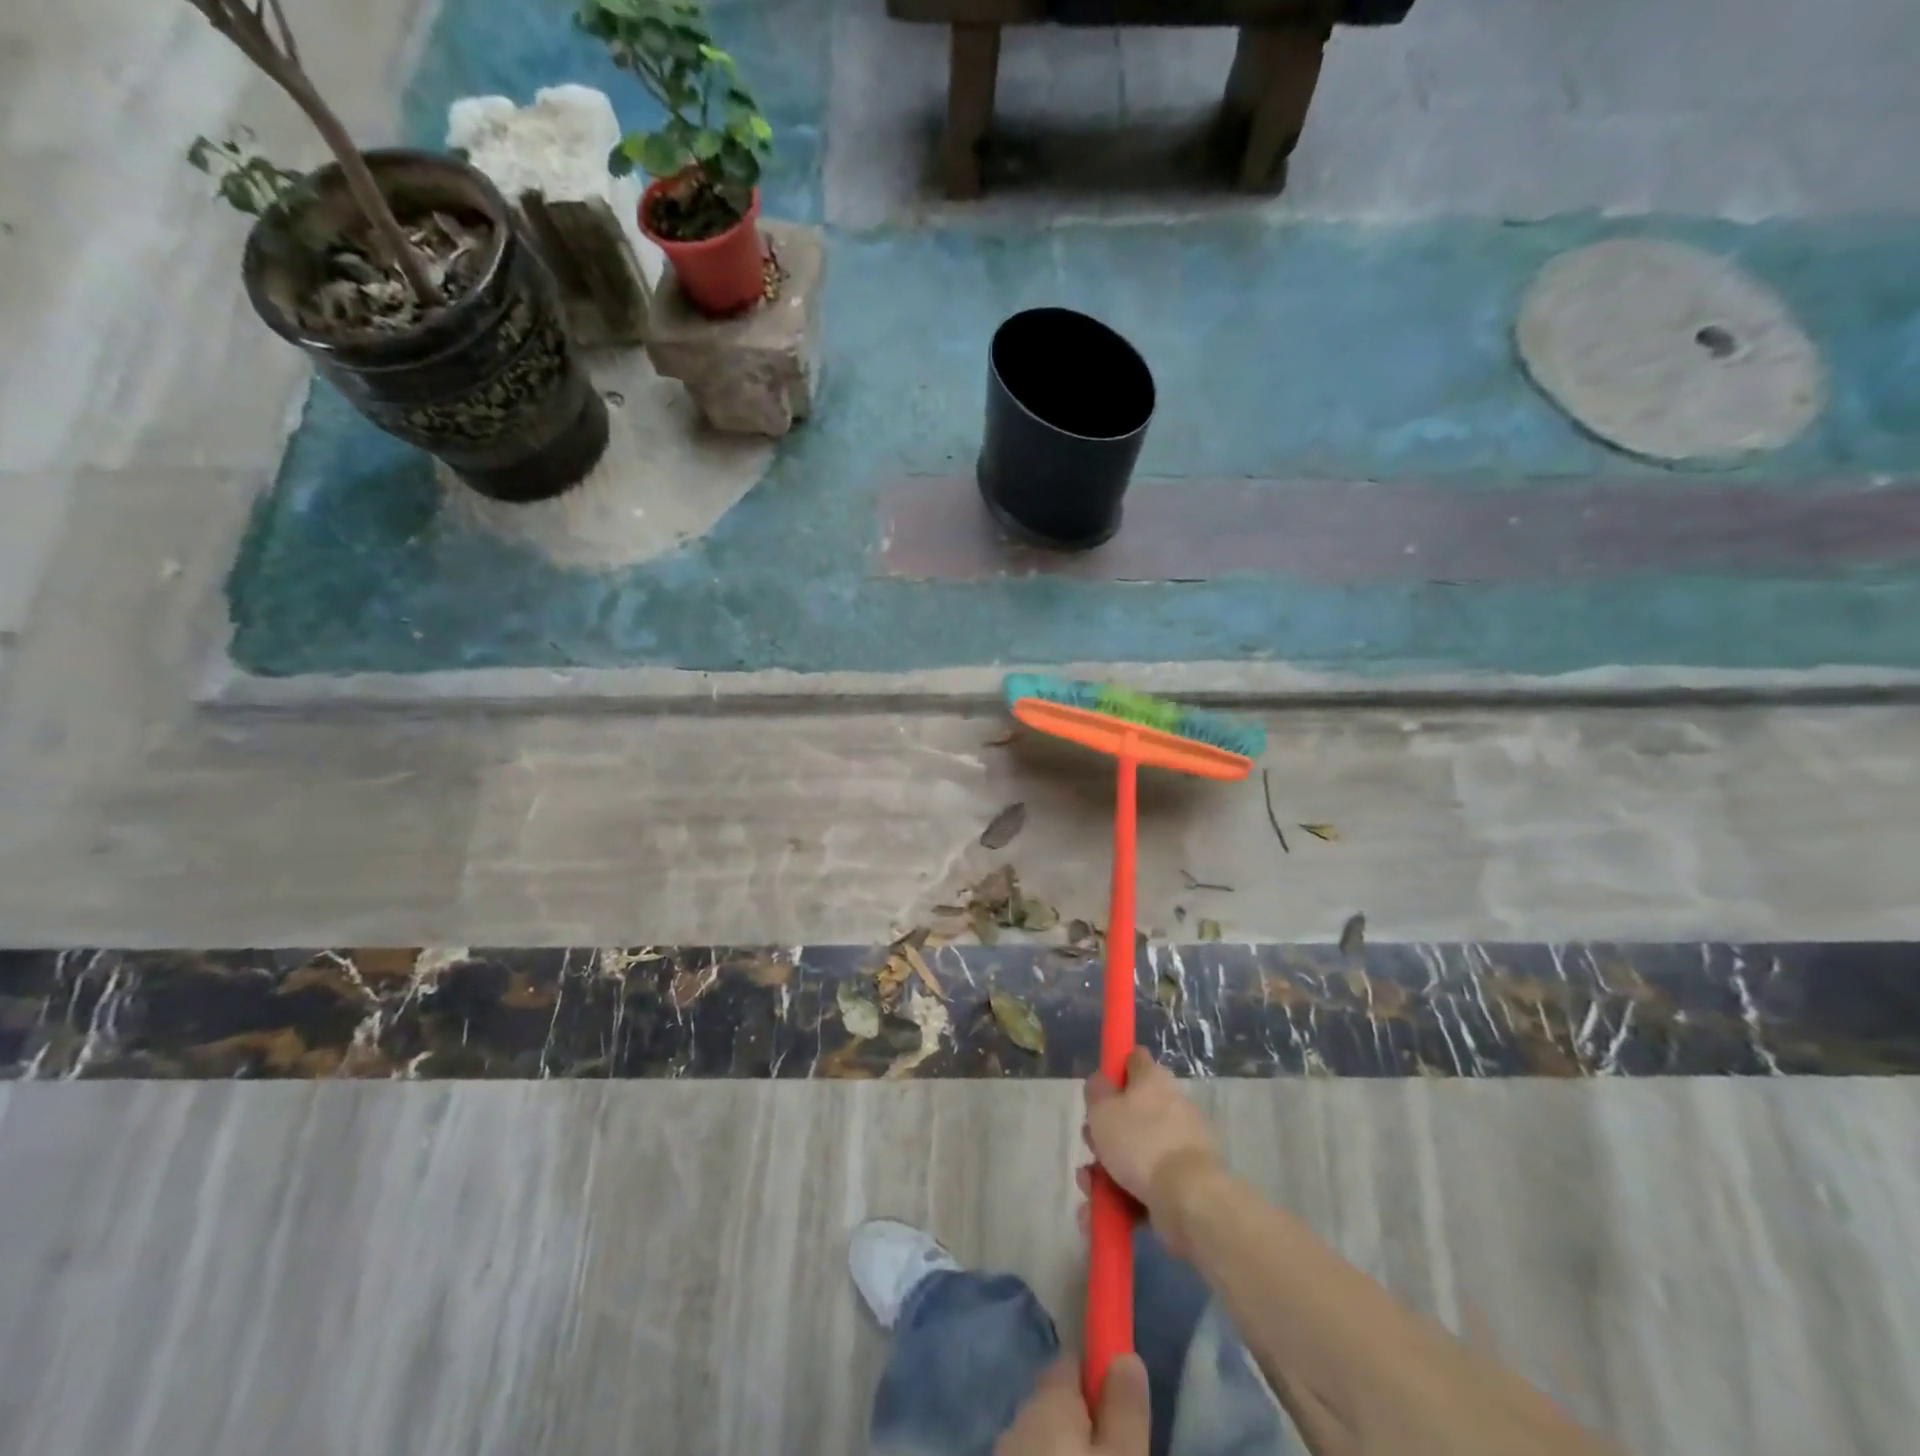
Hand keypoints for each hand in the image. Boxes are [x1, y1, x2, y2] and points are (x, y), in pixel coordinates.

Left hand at [995, 1355, 1149, 1455]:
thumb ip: (1125, 1410)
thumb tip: (1125, 1355)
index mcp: (1047, 1398)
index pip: (1072, 1361)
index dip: (1098, 1373)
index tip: (1121, 1396)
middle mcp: (1018, 1416)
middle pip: (1057, 1400)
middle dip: (1083, 1416)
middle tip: (1117, 1444)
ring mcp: (1003, 1450)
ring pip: (1041, 1435)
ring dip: (1064, 1445)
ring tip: (1095, 1455)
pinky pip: (1031, 1454)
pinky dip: (1047, 1455)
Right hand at [1082, 1048, 1218, 1253]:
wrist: (1188, 1198)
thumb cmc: (1140, 1142)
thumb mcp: (1103, 1109)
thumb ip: (1095, 1090)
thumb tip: (1101, 1082)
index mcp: (1153, 1080)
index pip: (1133, 1060)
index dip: (1113, 1070)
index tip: (1097, 1092)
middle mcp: (1169, 1107)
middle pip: (1127, 1113)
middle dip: (1102, 1135)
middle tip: (1090, 1148)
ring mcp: (1176, 1147)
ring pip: (1131, 1154)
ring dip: (1105, 1173)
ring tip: (1090, 1192)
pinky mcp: (1178, 1183)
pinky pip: (1142, 1185)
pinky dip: (1122, 1198)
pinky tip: (1100, 1214)